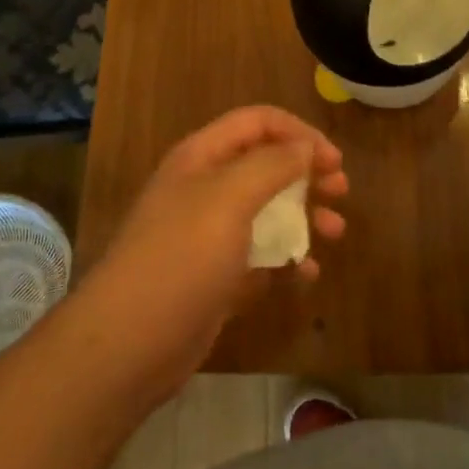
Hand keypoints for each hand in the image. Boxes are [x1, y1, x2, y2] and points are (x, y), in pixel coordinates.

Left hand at [84, 106, 346, 399]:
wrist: (128, 345)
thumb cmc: (182, 257)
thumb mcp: (229, 198)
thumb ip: (271, 164)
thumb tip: (305, 145)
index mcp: (203, 157)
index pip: (257, 122)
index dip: (298, 132)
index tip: (333, 159)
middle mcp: (205, 187)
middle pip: (265, 164)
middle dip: (306, 172)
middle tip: (340, 190)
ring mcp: (209, 234)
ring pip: (266, 210)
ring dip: (303, 215)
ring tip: (335, 232)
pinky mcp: (215, 276)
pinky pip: (259, 255)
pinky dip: (286, 258)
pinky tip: (307, 272)